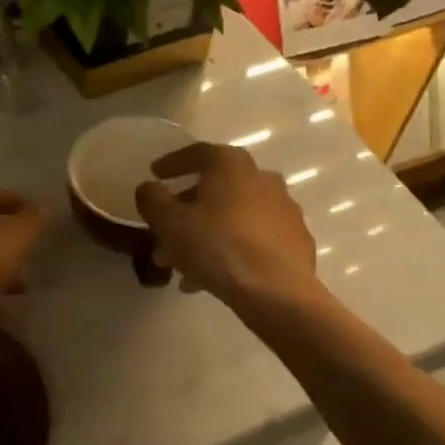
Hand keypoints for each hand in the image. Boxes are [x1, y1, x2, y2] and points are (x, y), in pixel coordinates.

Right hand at [135, 144, 317, 308]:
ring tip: (184, 264)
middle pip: (217, 188)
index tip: (155, 174)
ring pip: (234, 217)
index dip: (172, 163)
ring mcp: (284, 210)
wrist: (276, 291)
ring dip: (207, 234)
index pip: (198, 153)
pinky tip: (214, 275)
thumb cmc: (216, 247)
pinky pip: (254, 239)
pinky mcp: (295, 241)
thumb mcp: (168, 223)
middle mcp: (262, 179)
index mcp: (231, 166)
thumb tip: (149, 188)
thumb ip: (152, 199)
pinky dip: (231, 249)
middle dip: (187, 209)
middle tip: (166, 230)